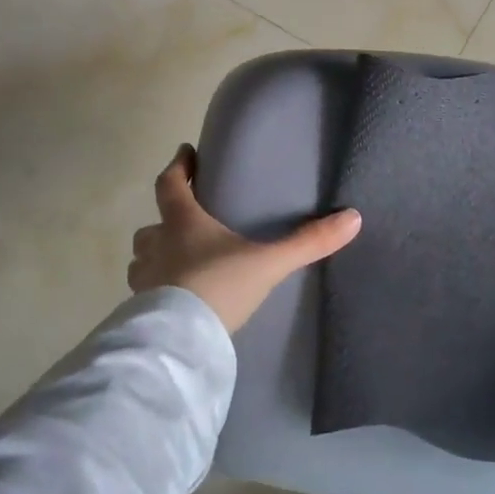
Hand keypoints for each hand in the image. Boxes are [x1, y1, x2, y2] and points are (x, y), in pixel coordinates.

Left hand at [128, 145, 362, 333]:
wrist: (182, 341)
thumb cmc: (219, 287)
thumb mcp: (268, 264)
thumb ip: (308, 242)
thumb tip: (353, 218)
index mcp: (183, 224)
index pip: (171, 184)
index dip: (178, 166)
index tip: (185, 152)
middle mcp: (157, 247)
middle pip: (151, 226)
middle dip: (164, 221)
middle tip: (182, 221)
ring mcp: (144, 280)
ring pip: (142, 259)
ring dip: (155, 256)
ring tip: (176, 262)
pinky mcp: (141, 310)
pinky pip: (144, 292)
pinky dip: (155, 290)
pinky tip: (173, 301)